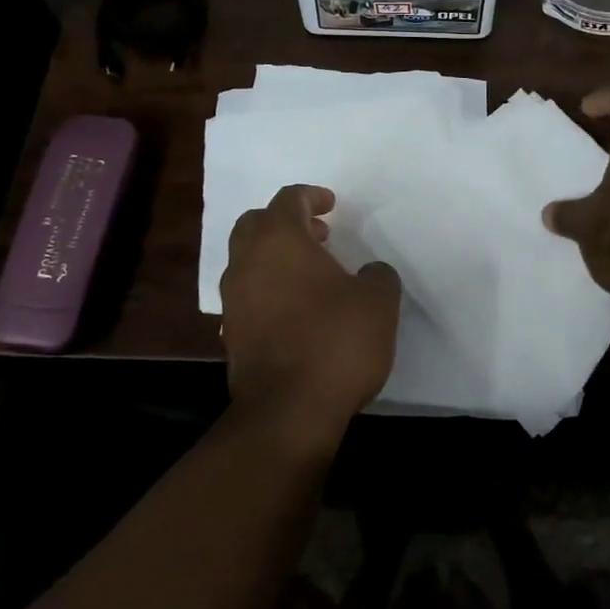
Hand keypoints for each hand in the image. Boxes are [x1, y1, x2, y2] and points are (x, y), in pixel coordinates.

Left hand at [219, 184, 401, 445]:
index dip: (312, 196)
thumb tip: (370, 273)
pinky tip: (294, 309)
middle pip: (256, 223)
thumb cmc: (336, 343)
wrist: (288, 411)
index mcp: (279, 240)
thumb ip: (378, 276)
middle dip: (286, 222)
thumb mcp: (378, 303)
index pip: (289, 199)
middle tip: (319, 235)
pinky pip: (247, 294)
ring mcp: (233, 299)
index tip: (332, 205)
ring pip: (247, 259)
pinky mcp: (230, 332)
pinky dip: (267, 288)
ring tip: (311, 273)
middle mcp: (248, 262)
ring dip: (275, 256)